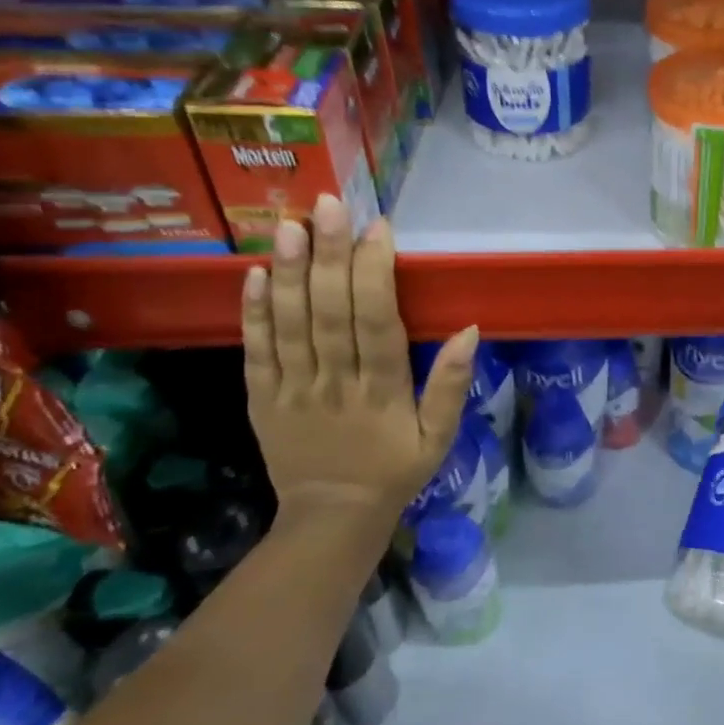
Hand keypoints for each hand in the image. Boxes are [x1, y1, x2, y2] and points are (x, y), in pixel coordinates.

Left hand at [241, 195, 476, 540]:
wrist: (331, 519)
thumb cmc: (394, 472)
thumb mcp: (438, 438)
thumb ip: (451, 386)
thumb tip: (470, 330)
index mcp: (382, 391)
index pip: (378, 322)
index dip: (375, 273)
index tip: (377, 228)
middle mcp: (335, 382)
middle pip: (330, 312)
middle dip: (329, 255)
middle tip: (326, 206)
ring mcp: (292, 389)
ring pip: (289, 324)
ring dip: (288, 273)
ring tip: (287, 226)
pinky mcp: (262, 399)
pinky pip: (256, 352)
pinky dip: (254, 313)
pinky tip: (253, 274)